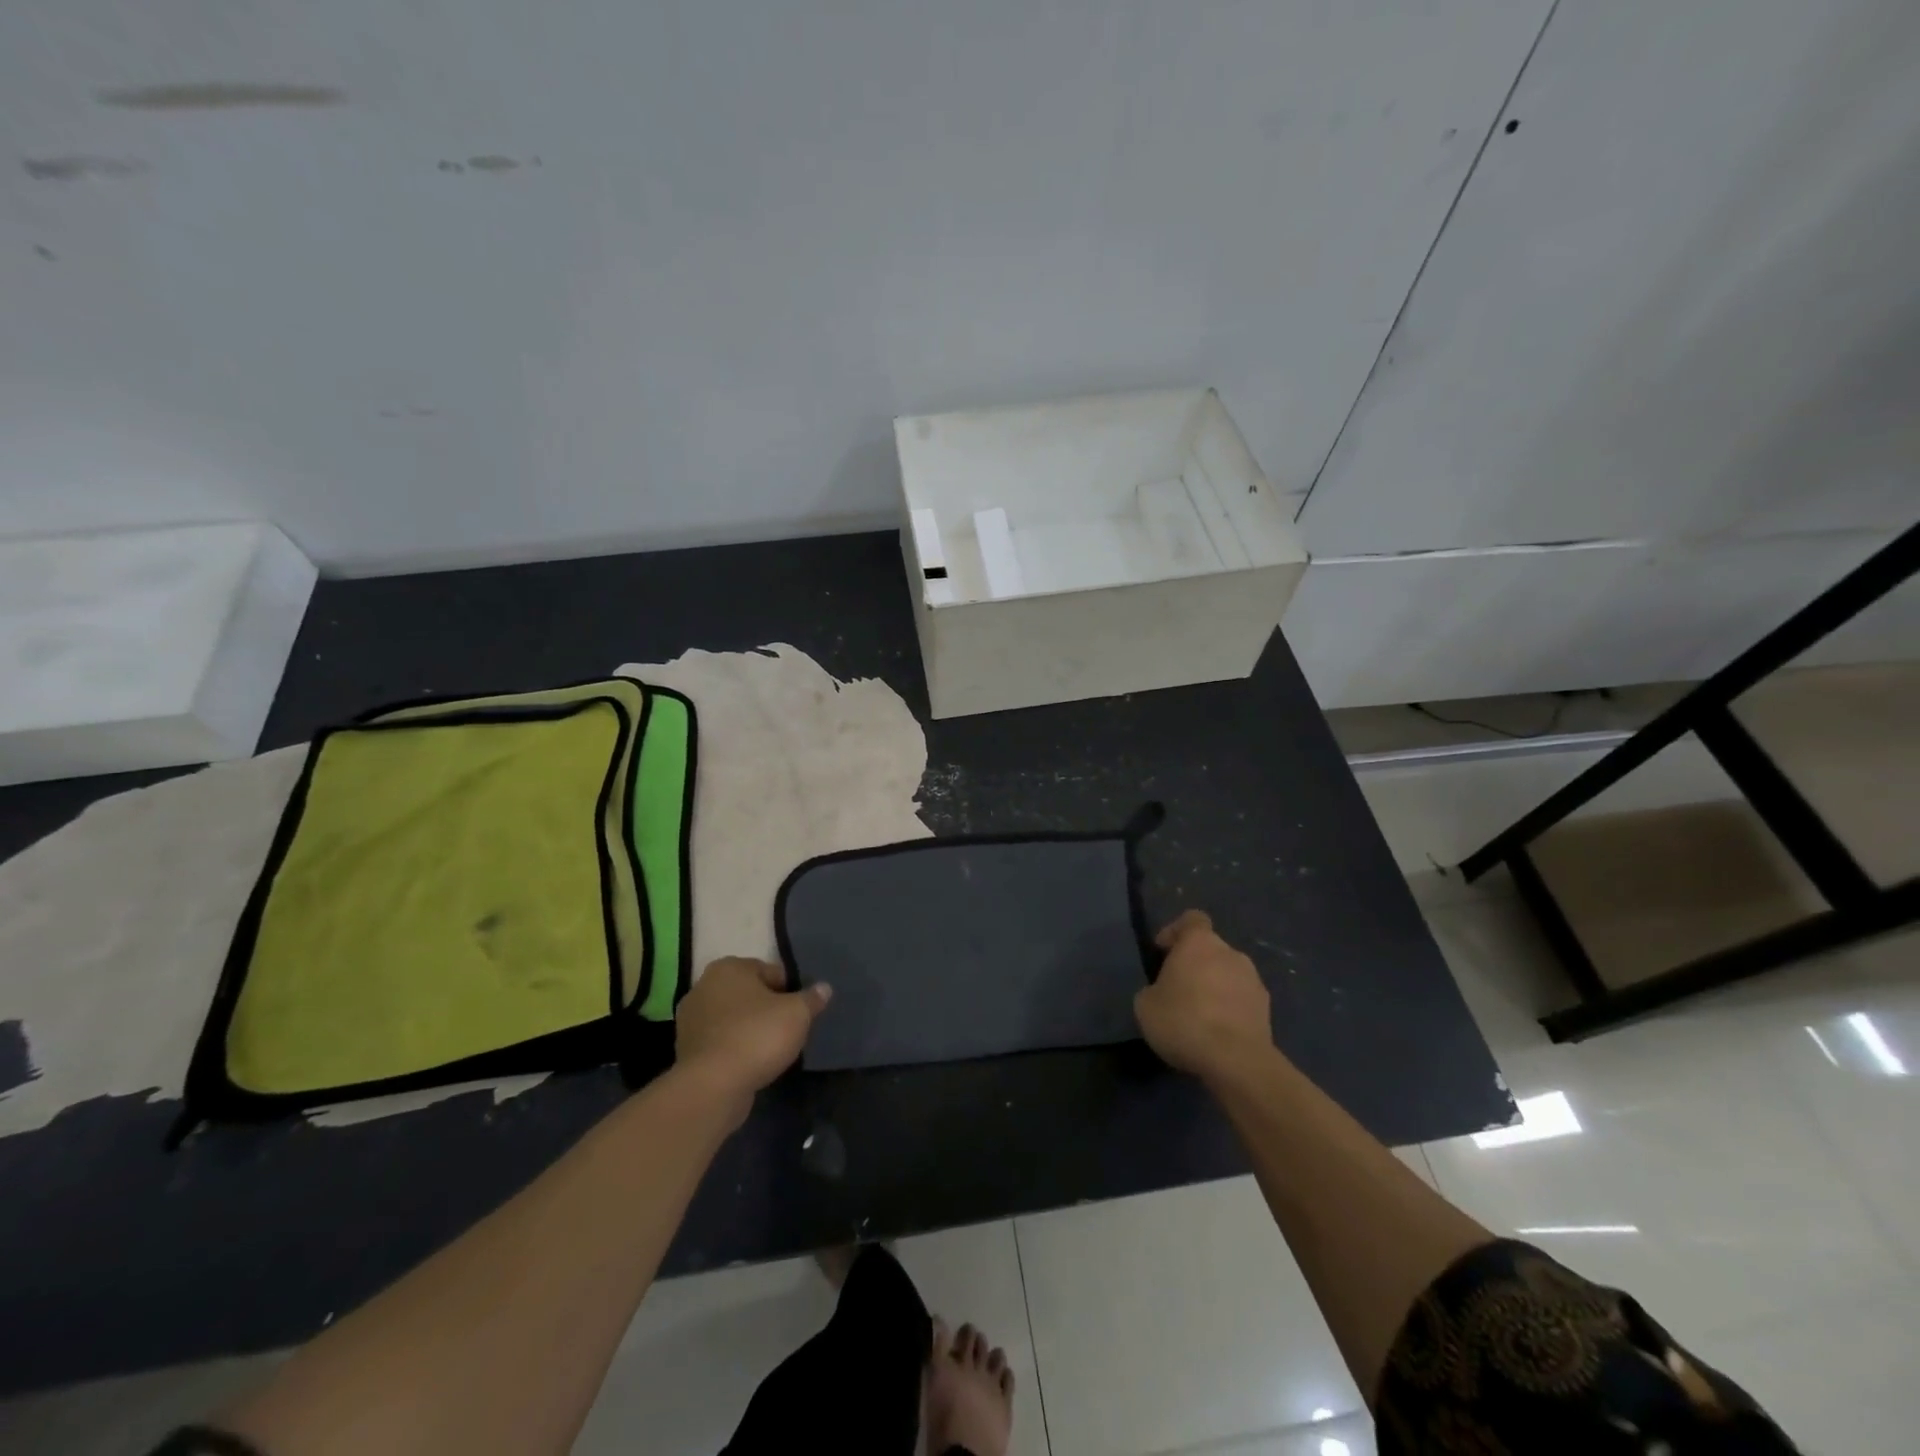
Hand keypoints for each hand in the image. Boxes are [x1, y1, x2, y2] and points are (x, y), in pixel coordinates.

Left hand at [675, 958, 830, 1116]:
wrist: (713, 1087)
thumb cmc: (757, 1036)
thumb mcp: (797, 1013)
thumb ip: (812, 998)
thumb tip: (824, 988)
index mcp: (729, 967)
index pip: (772, 972)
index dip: (791, 991)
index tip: (801, 1012)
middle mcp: (704, 986)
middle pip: (750, 994)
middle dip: (768, 1009)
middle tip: (788, 1030)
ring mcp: (690, 1020)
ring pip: (733, 1018)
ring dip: (750, 1029)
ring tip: (771, 1050)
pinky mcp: (686, 1050)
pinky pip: (721, 1041)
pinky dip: (735, 1048)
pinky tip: (751, 1064)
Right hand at [1134, 910, 1273, 1086]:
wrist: (1236, 1061)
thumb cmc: (1184, 1021)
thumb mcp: (1145, 1005)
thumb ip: (1153, 989)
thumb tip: (1163, 992)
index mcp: (1199, 942)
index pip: (1191, 919)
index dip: (1175, 931)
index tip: (1163, 952)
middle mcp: (1231, 953)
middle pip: (1210, 949)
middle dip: (1195, 965)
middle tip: (1178, 990)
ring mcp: (1254, 980)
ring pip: (1228, 975)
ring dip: (1215, 987)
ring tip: (1200, 1017)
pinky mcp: (1267, 1010)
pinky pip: (1242, 1000)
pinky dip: (1230, 1010)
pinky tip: (1218, 1034)